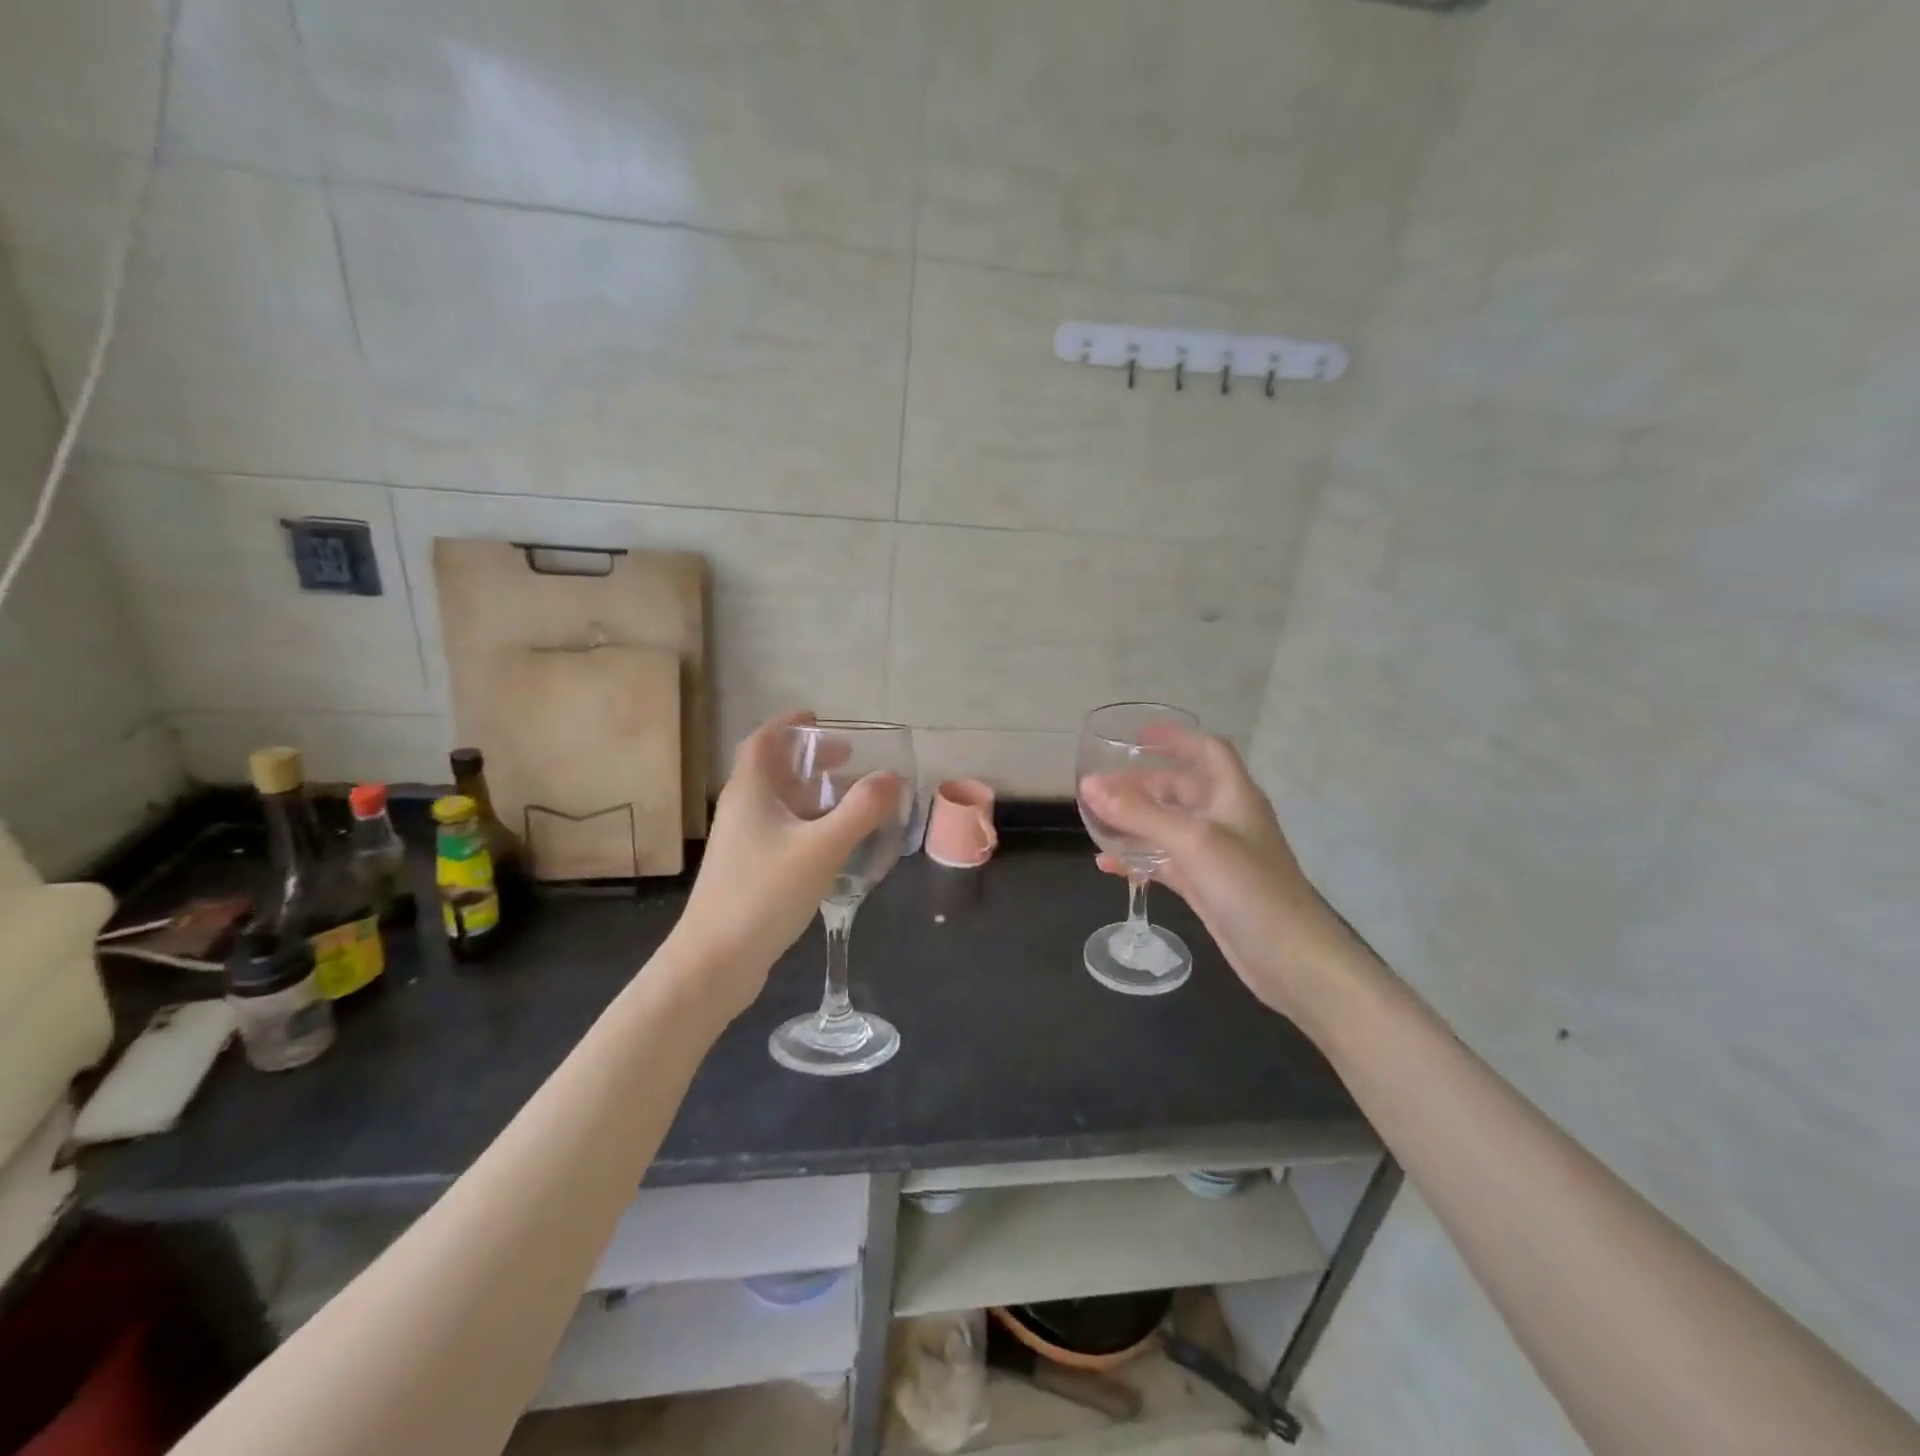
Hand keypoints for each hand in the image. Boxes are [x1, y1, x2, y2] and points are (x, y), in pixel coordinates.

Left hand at [668, 711, 900, 1020]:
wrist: (714, 961)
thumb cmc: (764, 893)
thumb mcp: (822, 847)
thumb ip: (861, 810)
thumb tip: (891, 776)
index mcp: (750, 792)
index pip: (764, 741)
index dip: (789, 724)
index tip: (818, 718)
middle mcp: (741, 810)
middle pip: (773, 771)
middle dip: (809, 760)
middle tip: (846, 757)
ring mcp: (741, 844)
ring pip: (778, 804)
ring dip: (811, 793)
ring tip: (848, 797)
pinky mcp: (747, 872)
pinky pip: (780, 832)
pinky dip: (807, 824)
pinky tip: (832, 843)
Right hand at [1080, 727, 1353, 1018]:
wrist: (1291, 959)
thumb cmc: (1249, 887)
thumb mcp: (1192, 841)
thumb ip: (1139, 813)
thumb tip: (1088, 785)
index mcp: (1233, 796)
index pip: (1207, 750)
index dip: (1176, 737)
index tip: (1137, 735)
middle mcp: (1226, 819)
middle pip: (1182, 789)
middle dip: (1143, 784)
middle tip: (1102, 787)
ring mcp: (1217, 856)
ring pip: (1170, 827)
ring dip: (1137, 821)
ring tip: (1097, 821)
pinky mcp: (1207, 887)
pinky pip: (1166, 862)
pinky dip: (1139, 859)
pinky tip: (1108, 865)